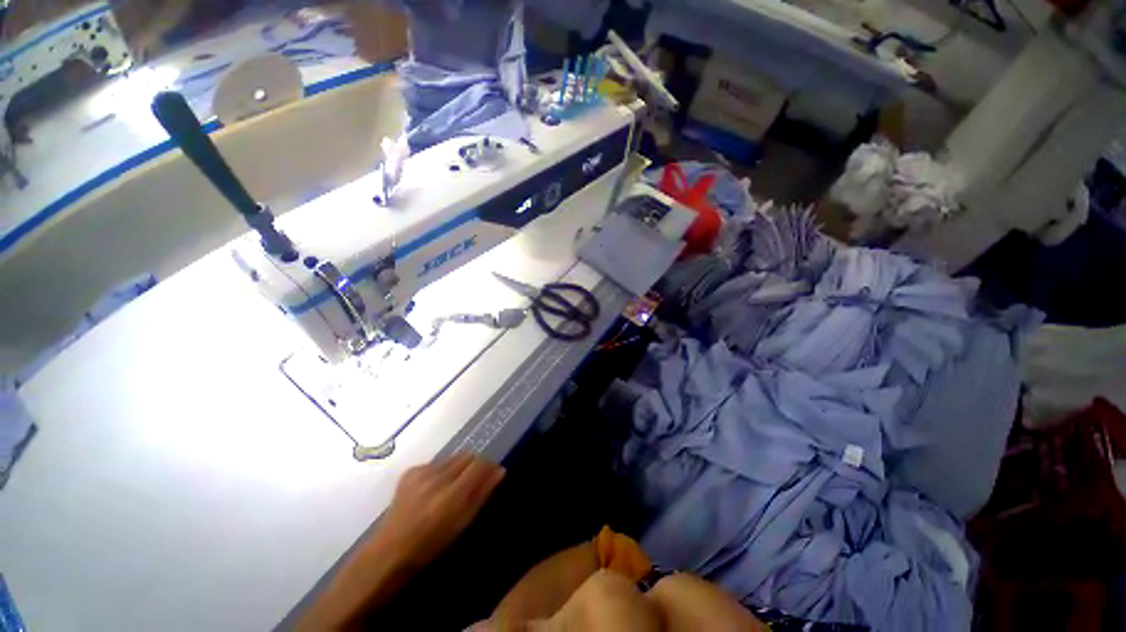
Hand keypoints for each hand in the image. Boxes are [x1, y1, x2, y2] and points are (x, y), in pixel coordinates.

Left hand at [367, 453, 505, 573]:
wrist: (390, 550)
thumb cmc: (432, 544)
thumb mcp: (463, 523)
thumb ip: (482, 493)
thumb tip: (500, 470)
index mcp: (452, 495)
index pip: (480, 464)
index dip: (489, 466)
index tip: (492, 473)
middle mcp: (438, 478)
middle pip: (467, 456)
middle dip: (474, 465)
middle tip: (472, 482)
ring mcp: (422, 472)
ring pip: (453, 457)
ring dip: (458, 467)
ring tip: (452, 485)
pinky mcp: (410, 471)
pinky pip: (436, 462)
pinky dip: (441, 470)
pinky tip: (434, 488)